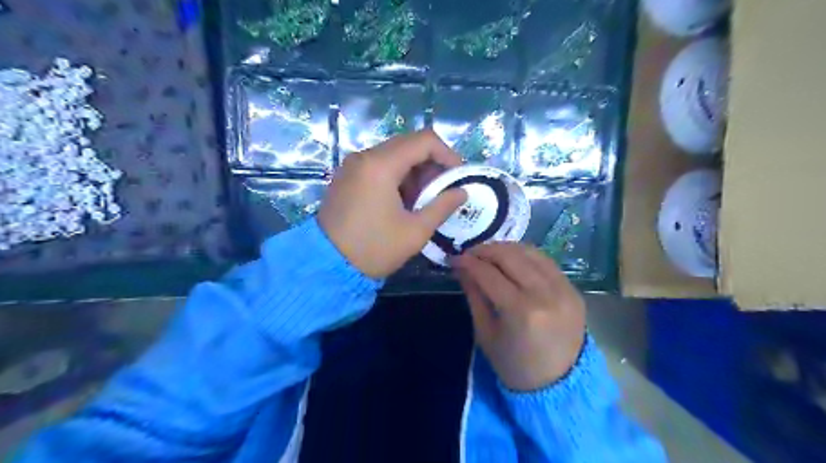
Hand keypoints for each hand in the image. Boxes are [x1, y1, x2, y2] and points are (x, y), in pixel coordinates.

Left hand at [319, 129, 467, 276]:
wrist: (327, 266)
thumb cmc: (374, 248)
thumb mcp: (415, 231)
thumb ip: (442, 206)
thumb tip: (462, 192)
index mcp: (381, 165)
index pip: (424, 140)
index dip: (447, 154)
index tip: (458, 176)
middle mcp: (365, 157)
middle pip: (408, 144)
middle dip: (432, 164)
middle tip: (443, 189)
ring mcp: (352, 166)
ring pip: (393, 155)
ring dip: (415, 171)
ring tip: (425, 198)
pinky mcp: (347, 177)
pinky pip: (378, 166)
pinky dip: (397, 176)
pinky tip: (403, 200)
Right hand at [451, 242, 586, 389]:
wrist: (560, 386)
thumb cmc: (514, 365)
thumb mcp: (486, 334)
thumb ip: (474, 295)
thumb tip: (462, 267)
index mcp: (521, 311)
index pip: (489, 274)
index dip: (468, 262)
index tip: (454, 258)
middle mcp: (545, 294)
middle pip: (510, 256)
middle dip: (485, 250)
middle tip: (470, 253)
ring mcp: (564, 289)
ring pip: (530, 252)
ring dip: (505, 248)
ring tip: (488, 253)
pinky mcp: (574, 289)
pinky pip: (546, 261)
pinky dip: (525, 255)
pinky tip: (512, 259)